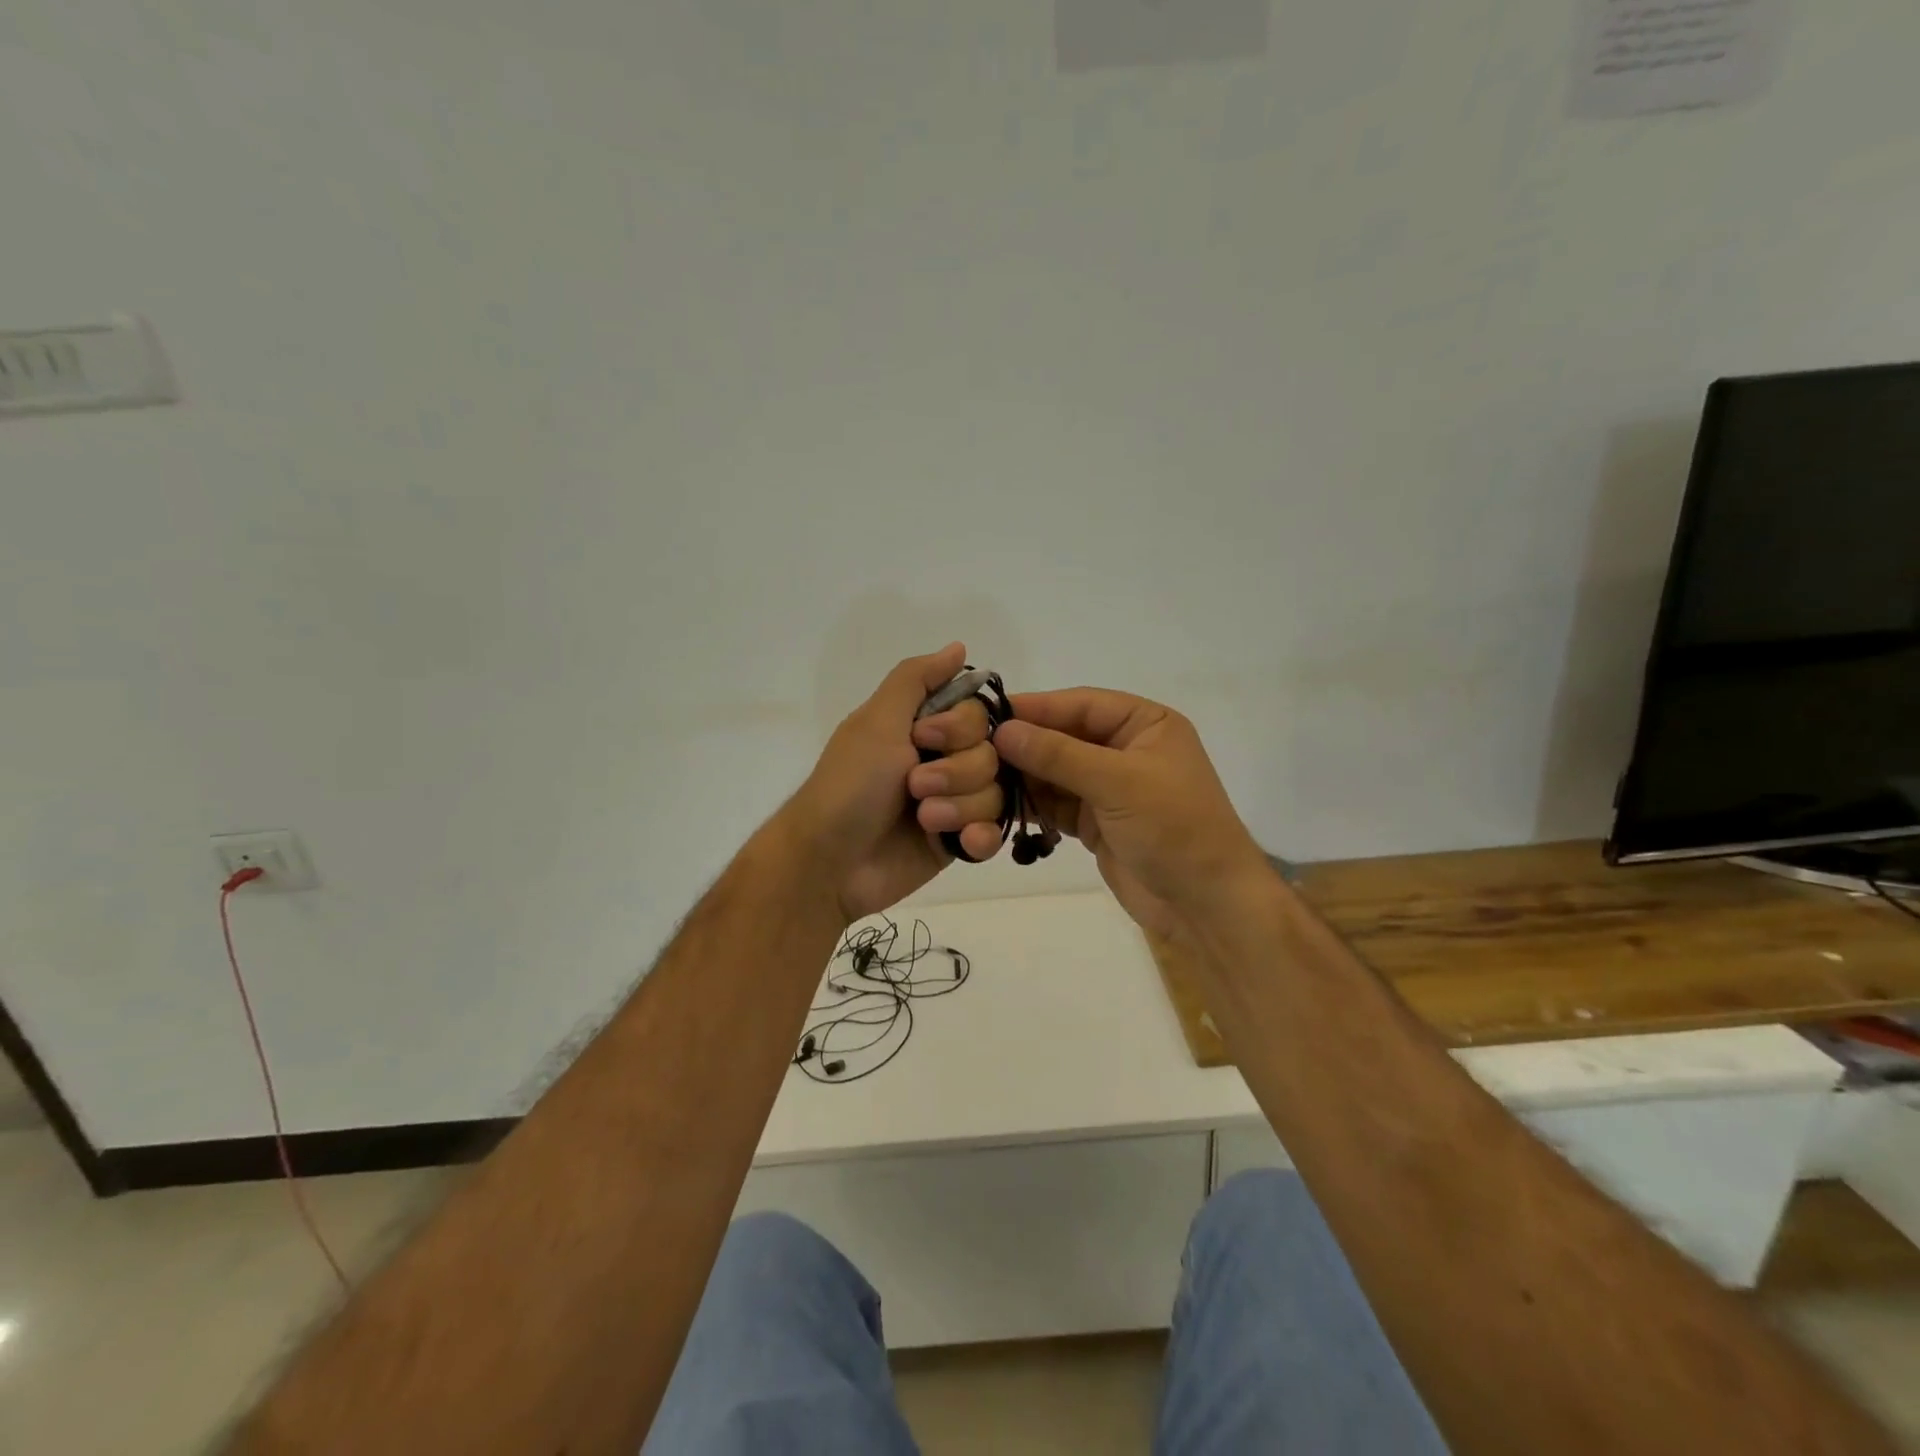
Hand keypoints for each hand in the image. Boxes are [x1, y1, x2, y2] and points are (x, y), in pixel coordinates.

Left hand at [778, 643, 1004, 921]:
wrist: (831, 862)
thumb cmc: (850, 785)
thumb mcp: (877, 721)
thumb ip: (916, 679)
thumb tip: (958, 647)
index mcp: (925, 728)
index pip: (978, 715)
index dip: (959, 728)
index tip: (923, 738)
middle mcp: (944, 761)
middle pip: (992, 755)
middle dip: (955, 773)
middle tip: (914, 787)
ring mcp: (954, 803)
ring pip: (996, 793)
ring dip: (959, 807)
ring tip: (923, 820)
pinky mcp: (958, 842)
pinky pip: (995, 832)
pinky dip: (980, 837)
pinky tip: (961, 843)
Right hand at [993, 689, 1266, 942]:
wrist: (1205, 905)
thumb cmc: (1173, 828)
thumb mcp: (1117, 782)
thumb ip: (1058, 754)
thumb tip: (1003, 730)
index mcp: (1146, 724)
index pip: (1082, 704)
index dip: (1036, 708)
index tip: (988, 714)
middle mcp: (1126, 749)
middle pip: (1064, 736)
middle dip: (1025, 745)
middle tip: (974, 749)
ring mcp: (1110, 787)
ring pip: (1056, 772)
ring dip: (1023, 776)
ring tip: (980, 778)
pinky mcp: (1096, 822)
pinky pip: (1056, 804)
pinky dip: (1032, 805)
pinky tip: (1000, 805)